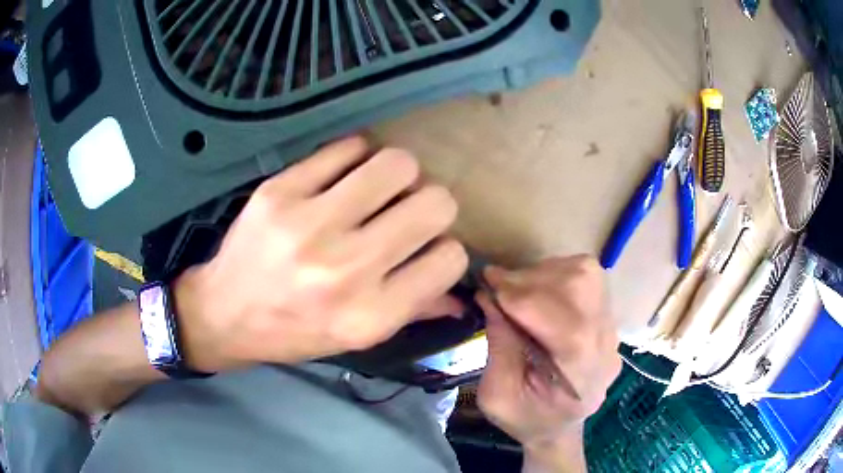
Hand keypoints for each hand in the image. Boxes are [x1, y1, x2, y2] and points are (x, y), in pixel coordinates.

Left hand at [174, 136, 468, 371]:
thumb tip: (461, 295)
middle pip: (435, 204)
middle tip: (406, 211)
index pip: (450, 258)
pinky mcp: (280, 190)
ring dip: (399, 174)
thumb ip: (413, 312)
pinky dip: (356, 156)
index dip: (444, 249)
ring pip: (397, 165)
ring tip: (378, 189)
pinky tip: (344, 174)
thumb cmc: (294, 331)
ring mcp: (309, 224)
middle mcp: (346, 270)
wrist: (224, 312)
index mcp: (370, 316)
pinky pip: (348, 147)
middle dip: (431, 205)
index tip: (425, 248)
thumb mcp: (356, 339)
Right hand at [476, 257, 620, 471]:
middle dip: (532, 280)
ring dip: (546, 273)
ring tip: (518, 288)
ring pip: (588, 276)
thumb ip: (499, 347)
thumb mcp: (497, 396)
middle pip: (581, 290)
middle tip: (498, 285)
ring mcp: (612, 329)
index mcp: (580, 376)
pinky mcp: (608, 317)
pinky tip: (539, 290)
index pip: (567, 325)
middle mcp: (605, 347)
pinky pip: (589, 278)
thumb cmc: (526, 418)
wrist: (559, 426)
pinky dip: (558, 274)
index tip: (487, 284)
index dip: (524, 298)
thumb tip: (491, 297)